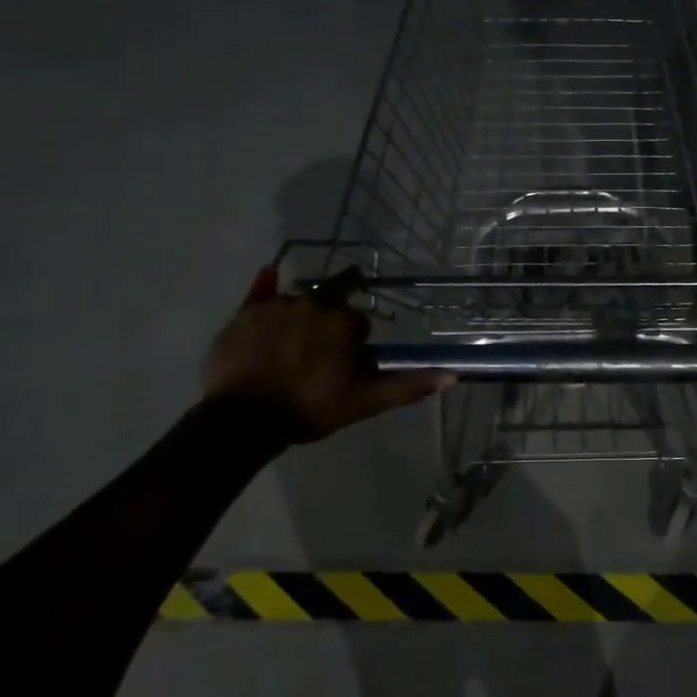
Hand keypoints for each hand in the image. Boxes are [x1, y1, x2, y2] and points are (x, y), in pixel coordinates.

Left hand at [201, 265, 451, 441]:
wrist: (244, 421)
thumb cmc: (309, 409)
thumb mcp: (364, 402)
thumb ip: (407, 385)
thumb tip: (452, 374)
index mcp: (342, 321)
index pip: (358, 323)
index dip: (353, 344)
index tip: (343, 366)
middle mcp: (312, 303)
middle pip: (328, 307)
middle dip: (327, 326)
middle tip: (316, 358)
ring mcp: (277, 305)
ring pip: (298, 303)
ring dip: (300, 318)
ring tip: (287, 350)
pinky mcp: (245, 312)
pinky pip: (260, 292)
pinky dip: (266, 287)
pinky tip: (268, 275)